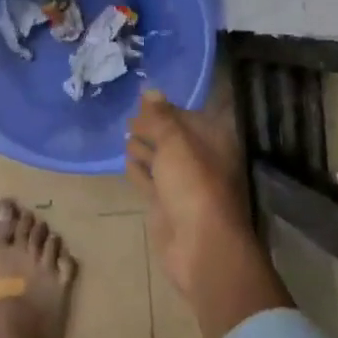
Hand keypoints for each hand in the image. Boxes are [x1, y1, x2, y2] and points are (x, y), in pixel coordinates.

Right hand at [128, 87, 290, 337]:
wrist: (200, 247)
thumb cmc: (193, 186)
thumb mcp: (176, 143)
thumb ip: (161, 117)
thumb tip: (150, 90)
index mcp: (212, 143)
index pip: (188, 117)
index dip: (166, 108)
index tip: (142, 99)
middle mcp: (200, 161)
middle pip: (173, 138)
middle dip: (152, 127)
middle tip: (129, 118)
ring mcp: (183, 185)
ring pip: (161, 160)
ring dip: (144, 147)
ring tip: (125, 135)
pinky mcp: (166, 206)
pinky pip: (150, 181)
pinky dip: (139, 171)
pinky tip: (127, 161)